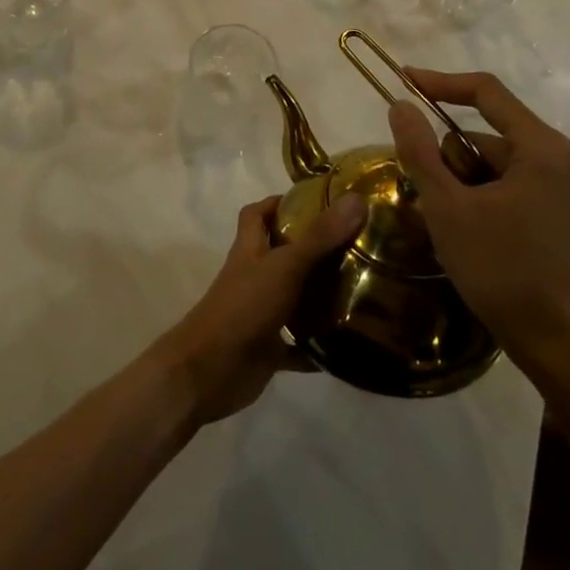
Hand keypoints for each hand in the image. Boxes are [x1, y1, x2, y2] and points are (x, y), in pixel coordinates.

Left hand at [152, 194, 365, 426]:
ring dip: (319, 296)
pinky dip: (318, 346)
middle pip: (280, 255)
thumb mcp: (285, 266)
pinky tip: (349, 345)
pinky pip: (298, 345)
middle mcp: (254, 277)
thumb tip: (356, 199)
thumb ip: (320, 236)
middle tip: (353, 244)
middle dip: (312, 249)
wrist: (210, 370)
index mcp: (250, 250)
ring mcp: (260, 313)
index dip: (279, 203)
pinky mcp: (268, 349)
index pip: (257, 214)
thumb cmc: (244, 306)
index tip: (316, 202)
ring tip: (359, 288)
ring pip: (292, 298)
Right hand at [387, 69, 569, 387]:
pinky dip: (474, 199)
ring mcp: (555, 187)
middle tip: (430, 198)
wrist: (559, 345)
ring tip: (447, 226)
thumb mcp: (448, 208)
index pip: (486, 91)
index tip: (402, 80)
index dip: (440, 81)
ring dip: (457, 184)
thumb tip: (399, 105)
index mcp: (538, 147)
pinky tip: (464, 236)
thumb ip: (420, 151)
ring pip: (487, 164)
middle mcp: (553, 157)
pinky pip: (500, 186)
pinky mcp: (550, 212)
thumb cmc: (502, 269)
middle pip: (482, 133)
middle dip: (448, 159)